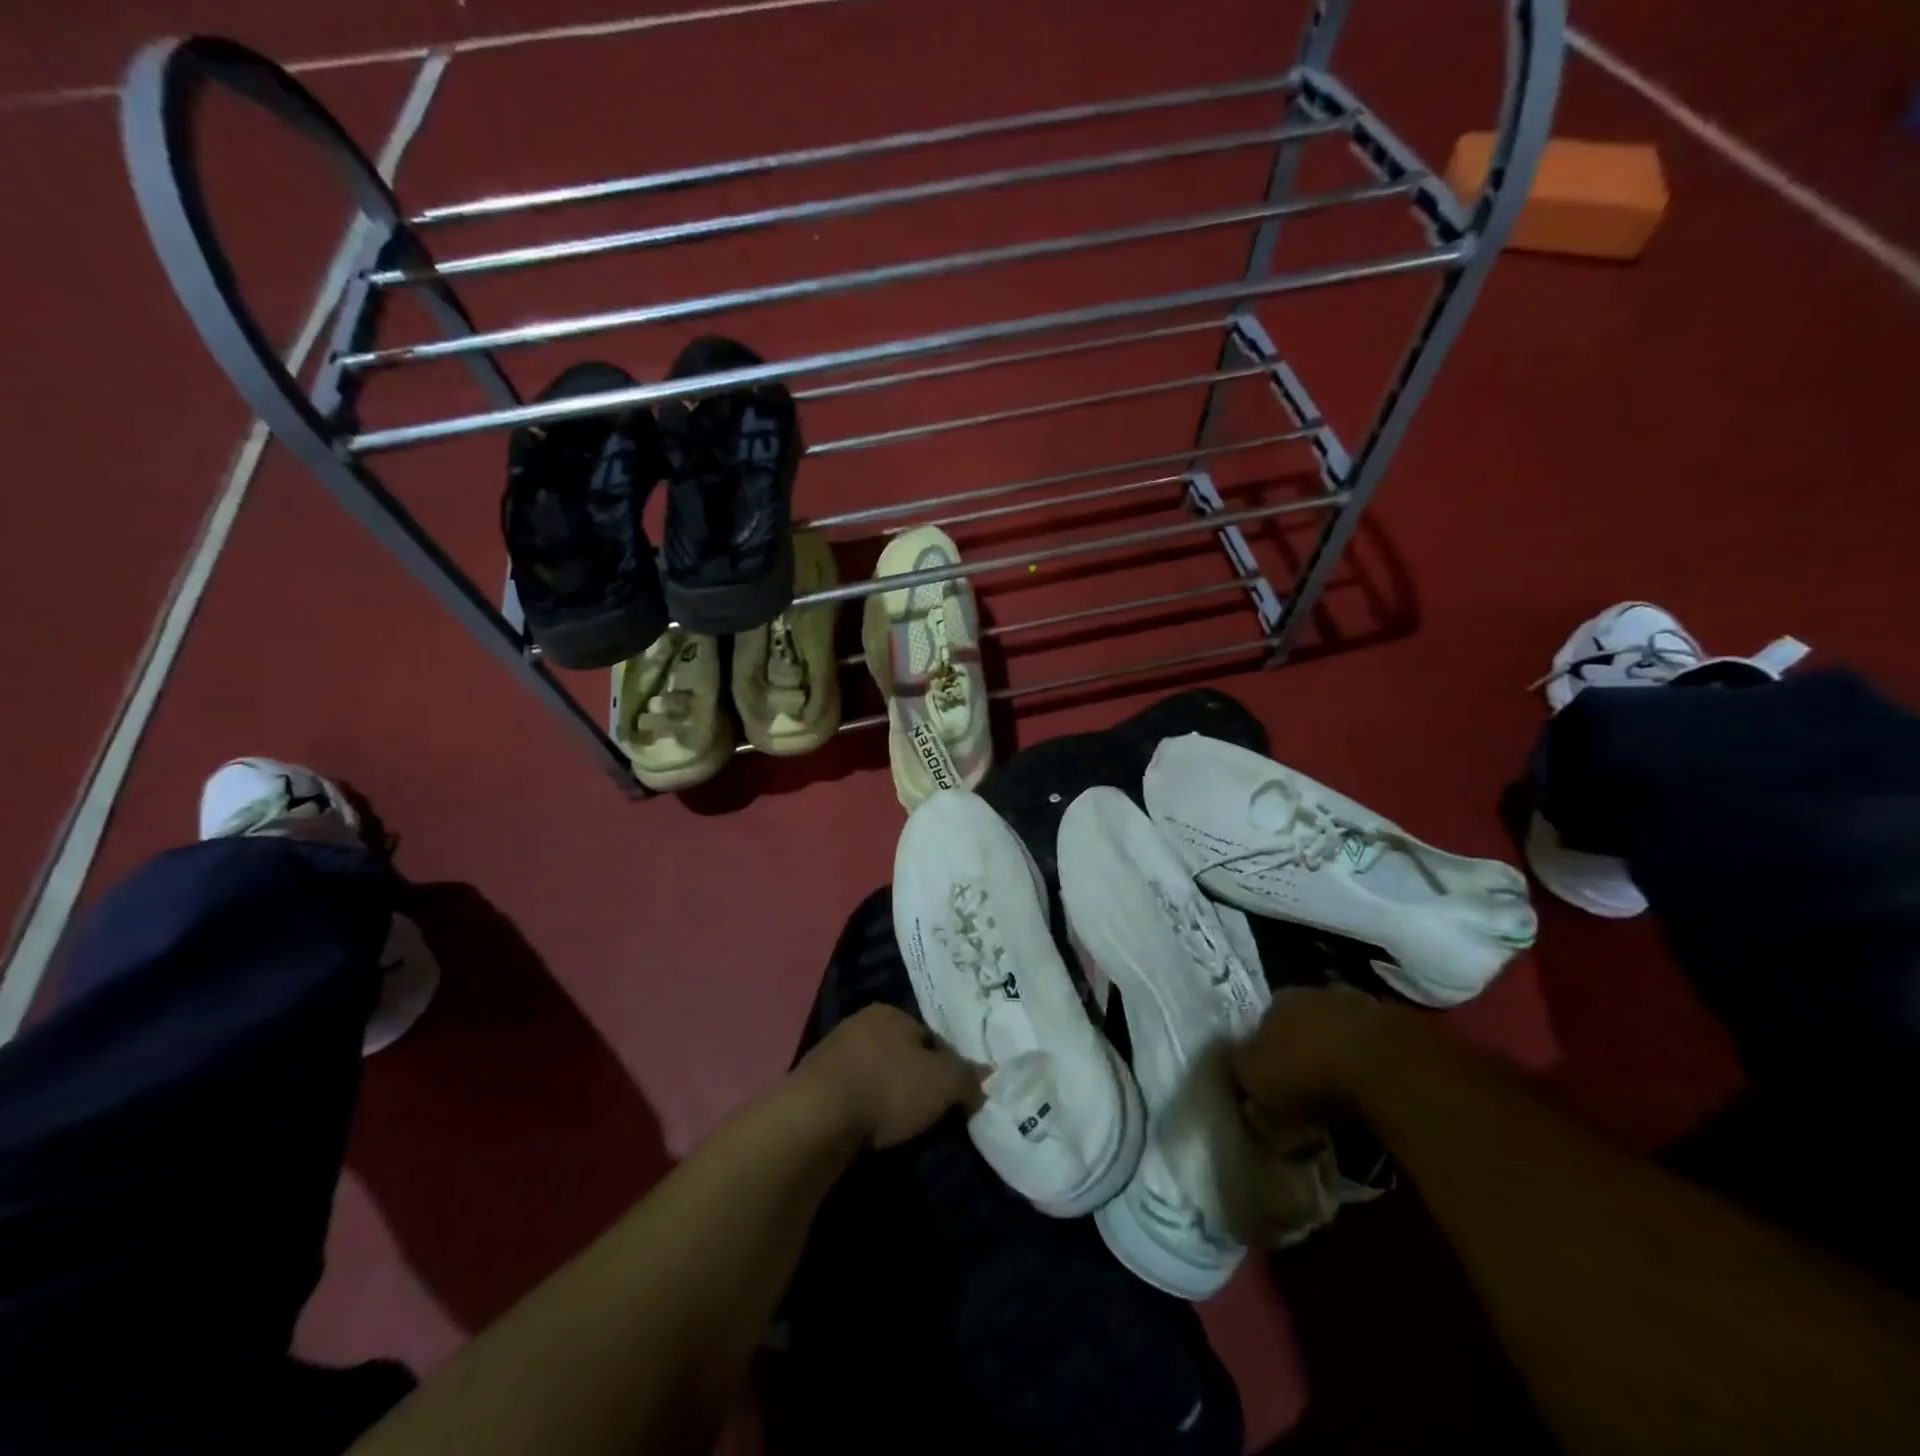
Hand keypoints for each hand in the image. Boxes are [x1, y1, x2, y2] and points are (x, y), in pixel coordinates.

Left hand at [796, 1005, 984, 1149]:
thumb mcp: (943, 1082)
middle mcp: (860, 1023)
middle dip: (915, 1079)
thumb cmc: (887, 1087)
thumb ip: (967, 1078)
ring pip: (874, 1074)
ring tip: (898, 1127)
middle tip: (928, 1112)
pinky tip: (868, 1131)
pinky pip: (851, 1095)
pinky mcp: (812, 1085)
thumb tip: (985, 1078)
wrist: (816, 1118)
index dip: (947, 1065)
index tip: (953, 1095)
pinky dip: (863, 1111)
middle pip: (901, 1053)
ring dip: (886, 1096)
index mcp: (890, 1012)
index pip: (930, 1036)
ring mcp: (832, 1053)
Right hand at [1228, 986, 1403, 1121]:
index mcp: (1278, 1000)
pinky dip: (1370, 1061)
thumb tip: (1225, 1055)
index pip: (1262, 1020)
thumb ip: (1236, 1065)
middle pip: (1303, 1020)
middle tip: (1305, 1082)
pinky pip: (1374, 1044)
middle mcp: (1316, 992)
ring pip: (1340, 1028)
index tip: (1269, 1077)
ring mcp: (1360, 1004)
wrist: (1387, 1069)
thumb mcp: (1256, 1077)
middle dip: (1302, 1046)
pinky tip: (1372, 1085)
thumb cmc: (1309, 1071)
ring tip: (1342, 1086)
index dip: (1263, 1048)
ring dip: (1338, 1050)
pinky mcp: (1398, 1024)